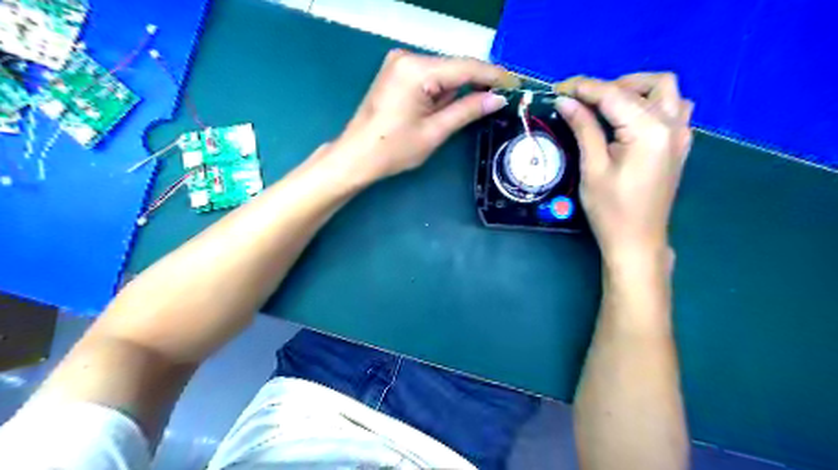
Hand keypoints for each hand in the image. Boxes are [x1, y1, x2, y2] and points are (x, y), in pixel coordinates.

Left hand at [329, 49, 516, 183]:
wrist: (356, 156)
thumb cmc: (393, 149)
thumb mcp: (434, 132)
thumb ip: (467, 110)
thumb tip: (497, 99)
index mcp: (417, 70)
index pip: (466, 67)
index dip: (495, 76)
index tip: (516, 84)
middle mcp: (408, 57)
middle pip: (455, 67)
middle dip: (478, 82)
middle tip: (503, 97)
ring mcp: (400, 63)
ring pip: (443, 72)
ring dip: (460, 89)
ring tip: (480, 104)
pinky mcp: (397, 73)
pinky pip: (430, 77)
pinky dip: (444, 90)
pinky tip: (452, 104)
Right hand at [556, 76, 693, 261]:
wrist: (637, 242)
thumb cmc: (611, 210)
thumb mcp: (593, 169)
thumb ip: (584, 129)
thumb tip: (565, 101)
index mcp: (649, 131)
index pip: (614, 95)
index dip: (584, 87)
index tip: (558, 88)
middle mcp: (672, 125)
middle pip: (649, 83)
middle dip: (613, 84)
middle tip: (584, 101)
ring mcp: (681, 135)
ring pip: (666, 92)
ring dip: (637, 90)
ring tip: (608, 106)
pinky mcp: (679, 145)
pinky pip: (673, 109)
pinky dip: (650, 104)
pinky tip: (629, 121)